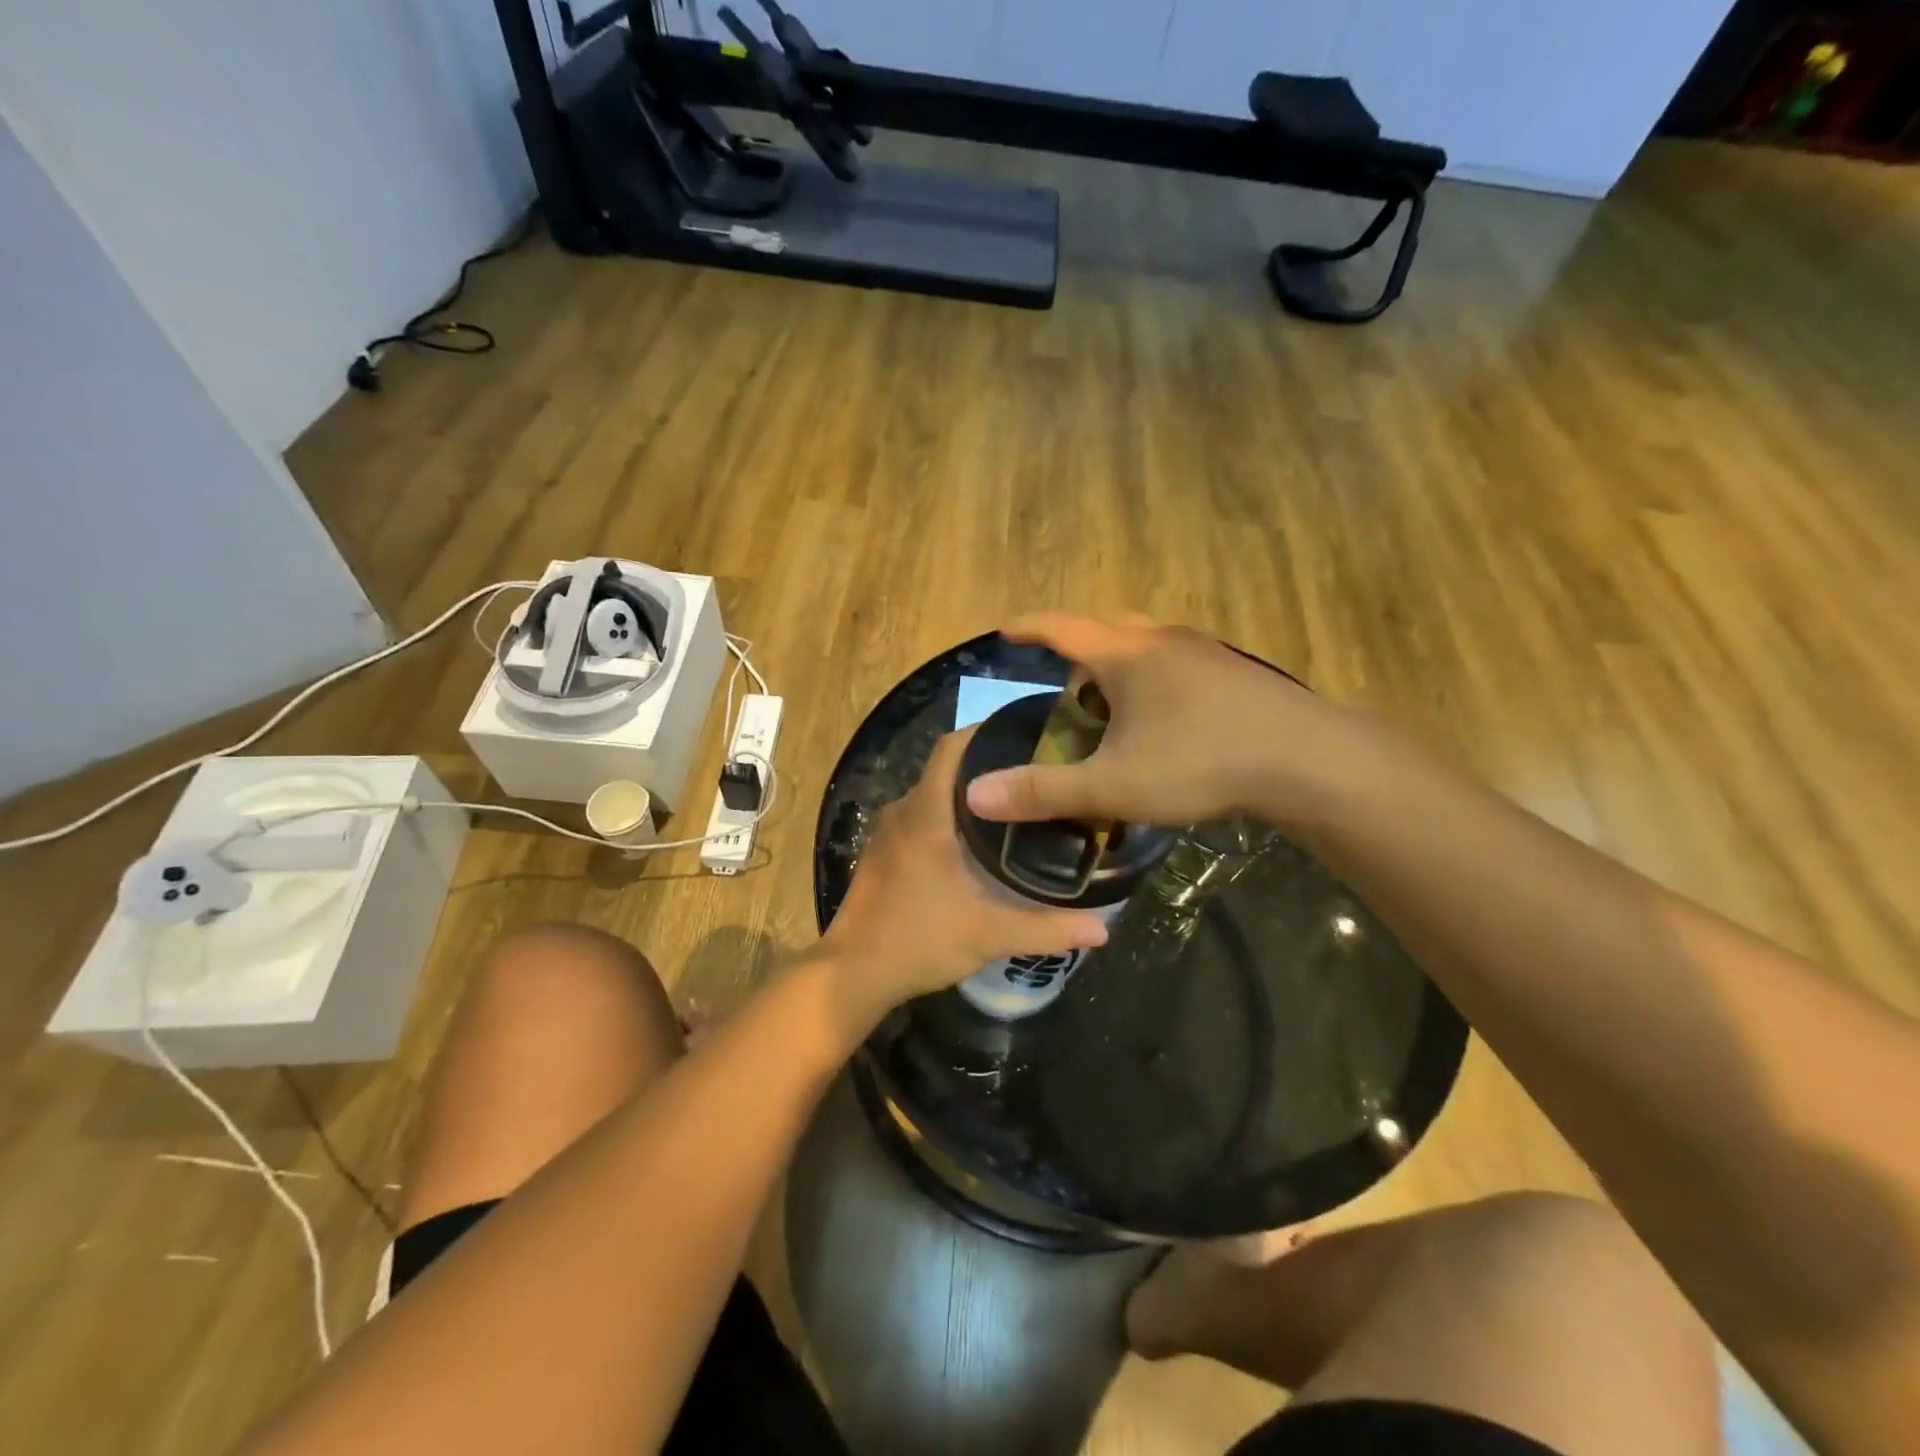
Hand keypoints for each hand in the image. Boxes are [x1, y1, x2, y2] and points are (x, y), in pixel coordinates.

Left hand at [820, 729, 1111, 1021]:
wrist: (853, 973)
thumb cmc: (919, 939)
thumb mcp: (990, 935)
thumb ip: (1048, 928)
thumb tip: (1104, 929)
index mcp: (926, 813)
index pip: (952, 747)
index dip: (984, 731)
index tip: (1025, 734)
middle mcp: (903, 811)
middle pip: (946, 768)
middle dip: (987, 765)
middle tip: (1033, 775)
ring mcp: (887, 832)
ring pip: (932, 794)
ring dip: (966, 794)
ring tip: (1013, 805)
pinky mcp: (881, 853)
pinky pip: (919, 817)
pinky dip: (946, 816)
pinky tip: (974, 842)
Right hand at [962, 613, 1355, 830]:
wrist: (1307, 759)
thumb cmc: (1199, 762)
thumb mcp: (1113, 785)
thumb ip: (1042, 791)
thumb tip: (974, 796)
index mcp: (1126, 654)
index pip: (1061, 628)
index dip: (1029, 628)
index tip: (1006, 630)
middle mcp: (1163, 640)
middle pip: (1108, 632)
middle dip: (1080, 655)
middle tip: (1066, 690)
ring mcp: (1206, 653)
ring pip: (1148, 649)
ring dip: (1122, 670)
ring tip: (1114, 712)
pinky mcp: (1236, 674)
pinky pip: (1179, 667)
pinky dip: (1156, 685)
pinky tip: (1167, 725)